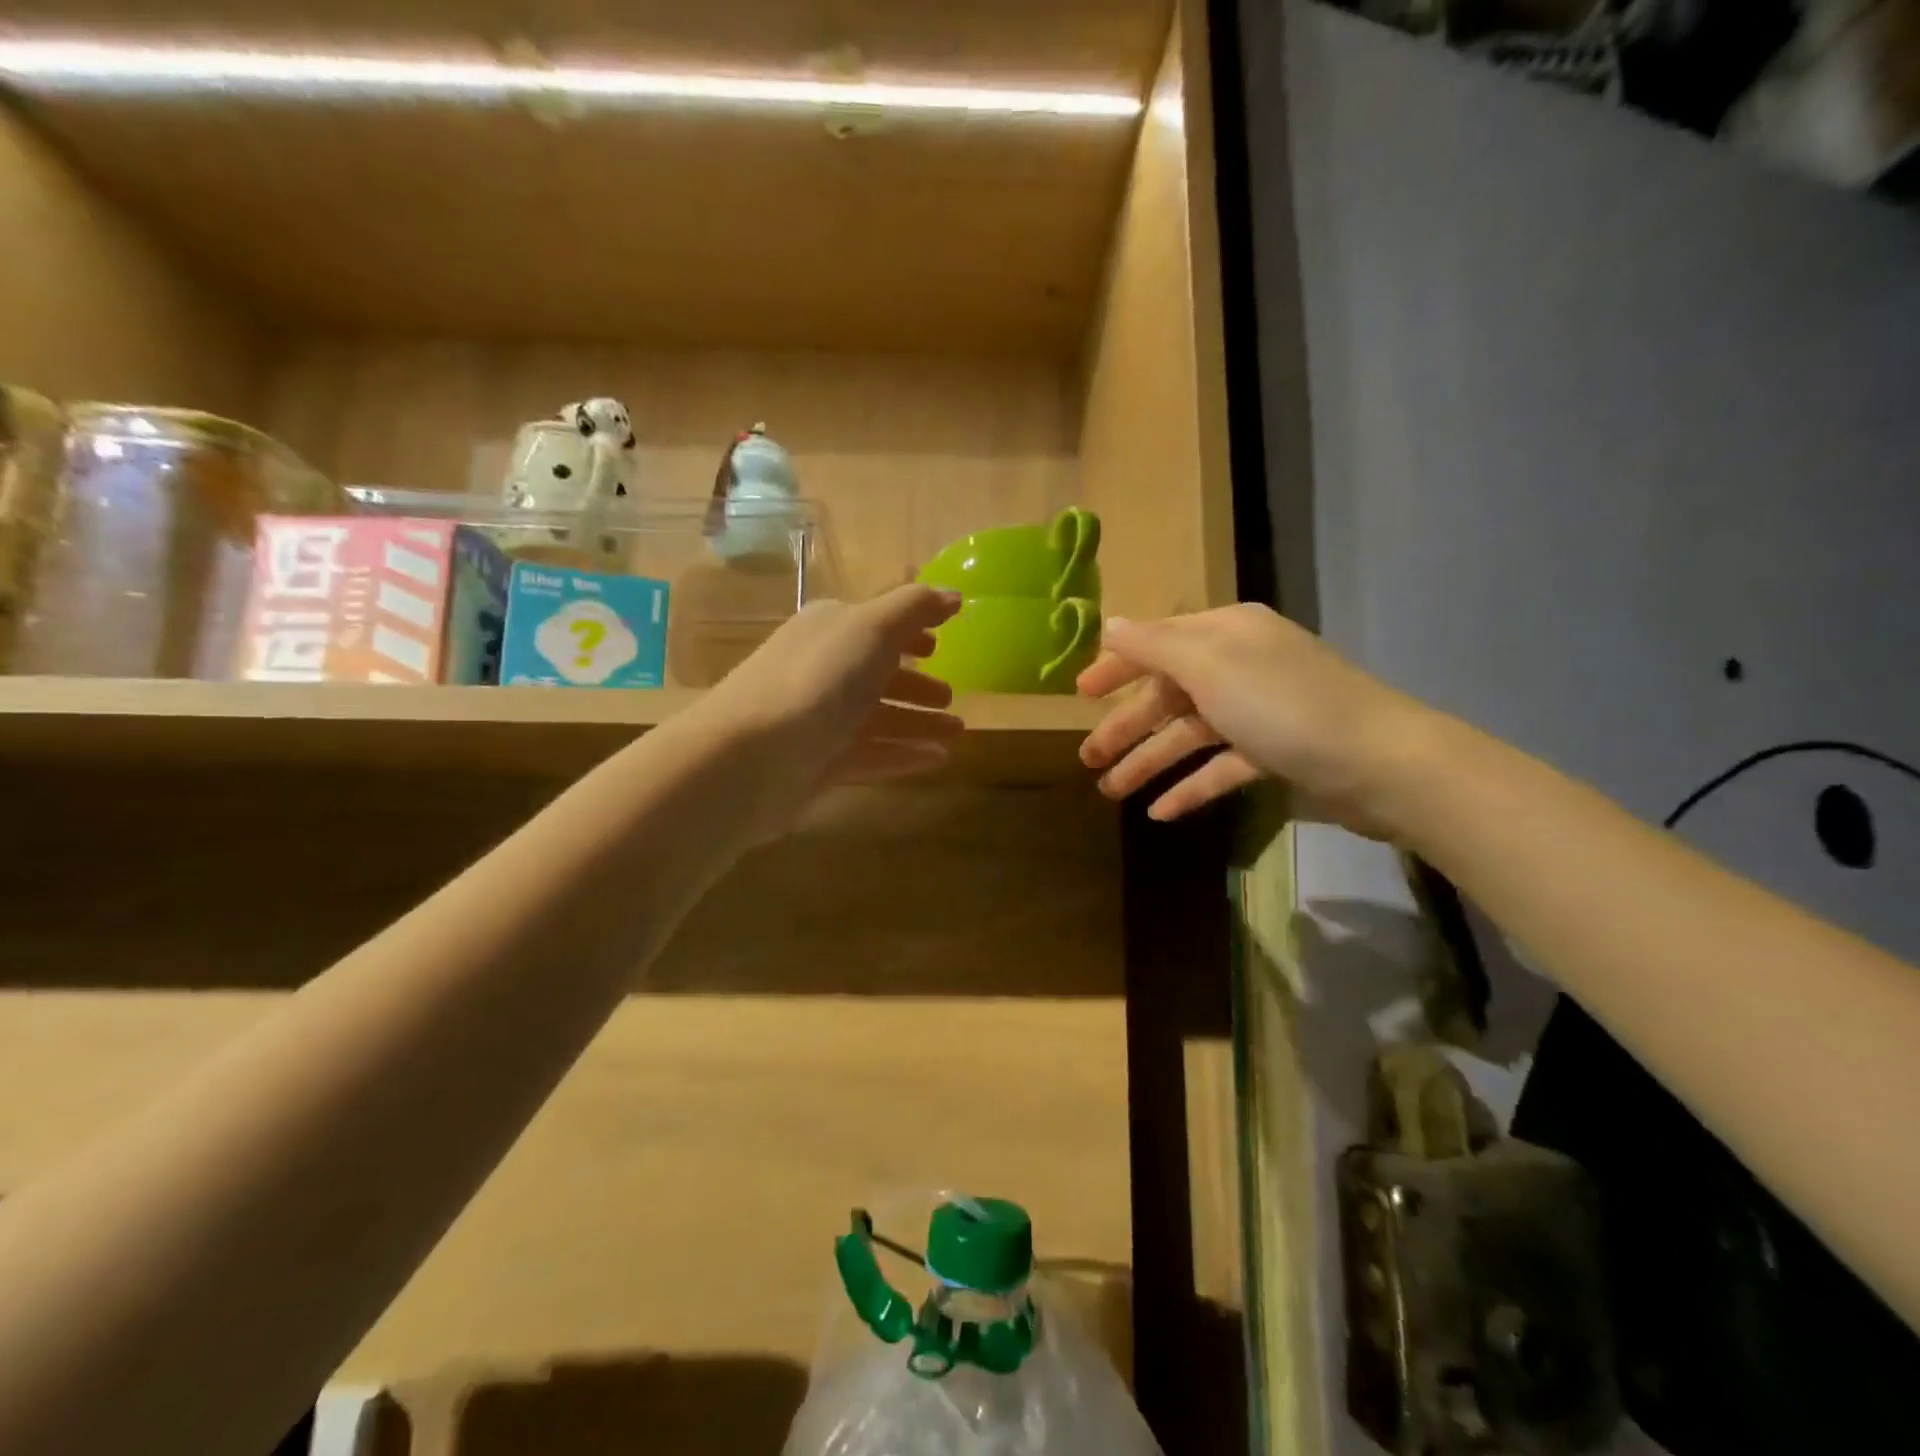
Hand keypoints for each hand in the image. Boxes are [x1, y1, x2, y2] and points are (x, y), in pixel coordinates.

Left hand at [697, 585, 964, 831]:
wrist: (749, 757)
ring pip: (876, 718)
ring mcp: (817, 720)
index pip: (874, 624)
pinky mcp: (817, 764)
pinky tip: (937, 760)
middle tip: (951, 698)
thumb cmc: (816, 680)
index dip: (909, 633)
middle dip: (916, 685)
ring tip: (957, 733)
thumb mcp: (871, 628)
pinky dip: (902, 755)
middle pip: (876, 674)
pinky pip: (869, 755)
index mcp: (829, 629)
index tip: (940, 646)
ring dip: (917, 723)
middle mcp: (821, 670)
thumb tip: (952, 594)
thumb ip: (915, 608)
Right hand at [1076, 603, 1434, 834]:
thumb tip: (1111, 626)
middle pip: (1168, 695)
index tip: (1079, 694)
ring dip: (1149, 762)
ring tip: (1111, 791)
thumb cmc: (1284, 706)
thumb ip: (1154, 646)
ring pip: (1189, 735)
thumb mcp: (1210, 666)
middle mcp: (1239, 666)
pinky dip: (1190, 786)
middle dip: (1126, 727)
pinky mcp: (1274, 754)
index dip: (1116, 667)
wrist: (1381, 764)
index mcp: (1225, 634)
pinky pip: (1219, 767)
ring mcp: (1258, 712)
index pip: (1157, 644)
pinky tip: (1160, 812)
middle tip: (1087, 760)